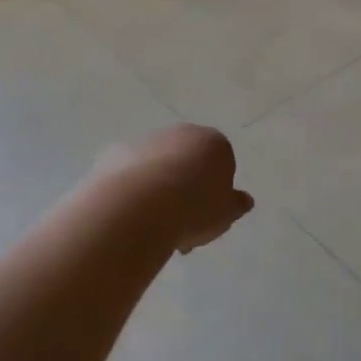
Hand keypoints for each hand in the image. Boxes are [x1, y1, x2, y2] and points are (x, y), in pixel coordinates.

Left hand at [93, 124, 254, 253]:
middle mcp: (180, 133)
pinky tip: (130, 215)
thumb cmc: (194, 209)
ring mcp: (146, 140)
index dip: (215, 194)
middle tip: (181, 227)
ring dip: (158, 190)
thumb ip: (236, 205)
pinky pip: (130, 174)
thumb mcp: (225, 215)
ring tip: (153, 227)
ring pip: (158, 167)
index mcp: (214, 143)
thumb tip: (244, 199)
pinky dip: (132, 190)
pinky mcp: (116, 153)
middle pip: (187, 162)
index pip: (221, 164)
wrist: (139, 206)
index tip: (208, 218)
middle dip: (185, 190)